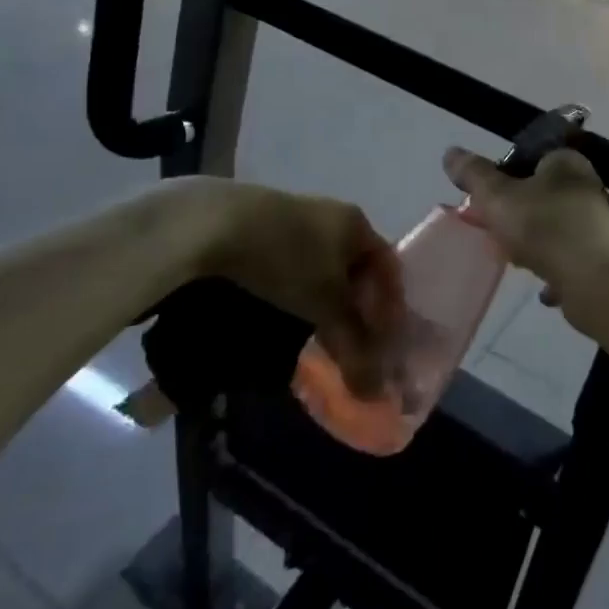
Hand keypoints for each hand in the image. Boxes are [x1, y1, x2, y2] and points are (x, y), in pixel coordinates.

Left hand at [167, 177, 402, 394]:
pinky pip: (296, 267)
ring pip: (324, 270)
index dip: (390, 306)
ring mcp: (297, 220)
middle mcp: (333, 217)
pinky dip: (299, 294)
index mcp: (357, 223)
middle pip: (356, 269)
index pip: (388, 266)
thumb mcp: (325, 304)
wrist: (217, 224)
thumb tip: (375, 392)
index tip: (383, 343)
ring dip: (326, 304)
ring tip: (317, 336)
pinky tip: (286, 315)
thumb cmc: (288, 259)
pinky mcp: (264, 230)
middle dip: (357, 309)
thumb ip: (353, 344)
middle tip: (351, 346)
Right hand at [443, 146, 608, 337]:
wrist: (595, 279)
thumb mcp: (497, 196)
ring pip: (555, 229)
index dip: (504, 176)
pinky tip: (541, 288)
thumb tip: (450, 153)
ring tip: (515, 260)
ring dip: (535, 244)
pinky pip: (569, 260)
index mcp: (566, 162)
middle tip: (496, 233)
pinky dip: (555, 272)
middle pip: (541, 195)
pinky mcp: (602, 257)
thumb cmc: (544, 226)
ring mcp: (597, 224)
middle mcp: (586, 187)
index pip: (531, 158)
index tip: (486, 200)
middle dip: (517, 214)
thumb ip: (474, 175)